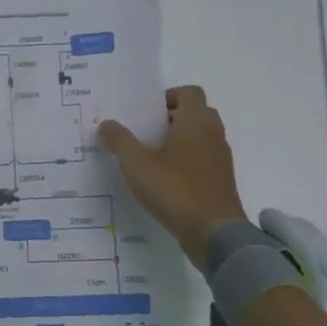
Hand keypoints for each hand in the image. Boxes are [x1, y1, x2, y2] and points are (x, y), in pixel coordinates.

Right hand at [99, 86, 247, 270]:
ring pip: (200, 138)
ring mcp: (220, 159)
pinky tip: (163, 181)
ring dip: (178, 142)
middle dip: (170, 119)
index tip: (146, 113)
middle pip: (195, 113)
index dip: (168, 96)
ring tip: (149, 157)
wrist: (214, 233)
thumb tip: (106, 123)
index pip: (189, 92)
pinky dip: (185, 163)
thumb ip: (119, 140)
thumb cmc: (174, 188)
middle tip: (144, 132)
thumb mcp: (136, 163)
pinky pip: (202, 161)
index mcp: (196, 121)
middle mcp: (213, 134)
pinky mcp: (220, 181)